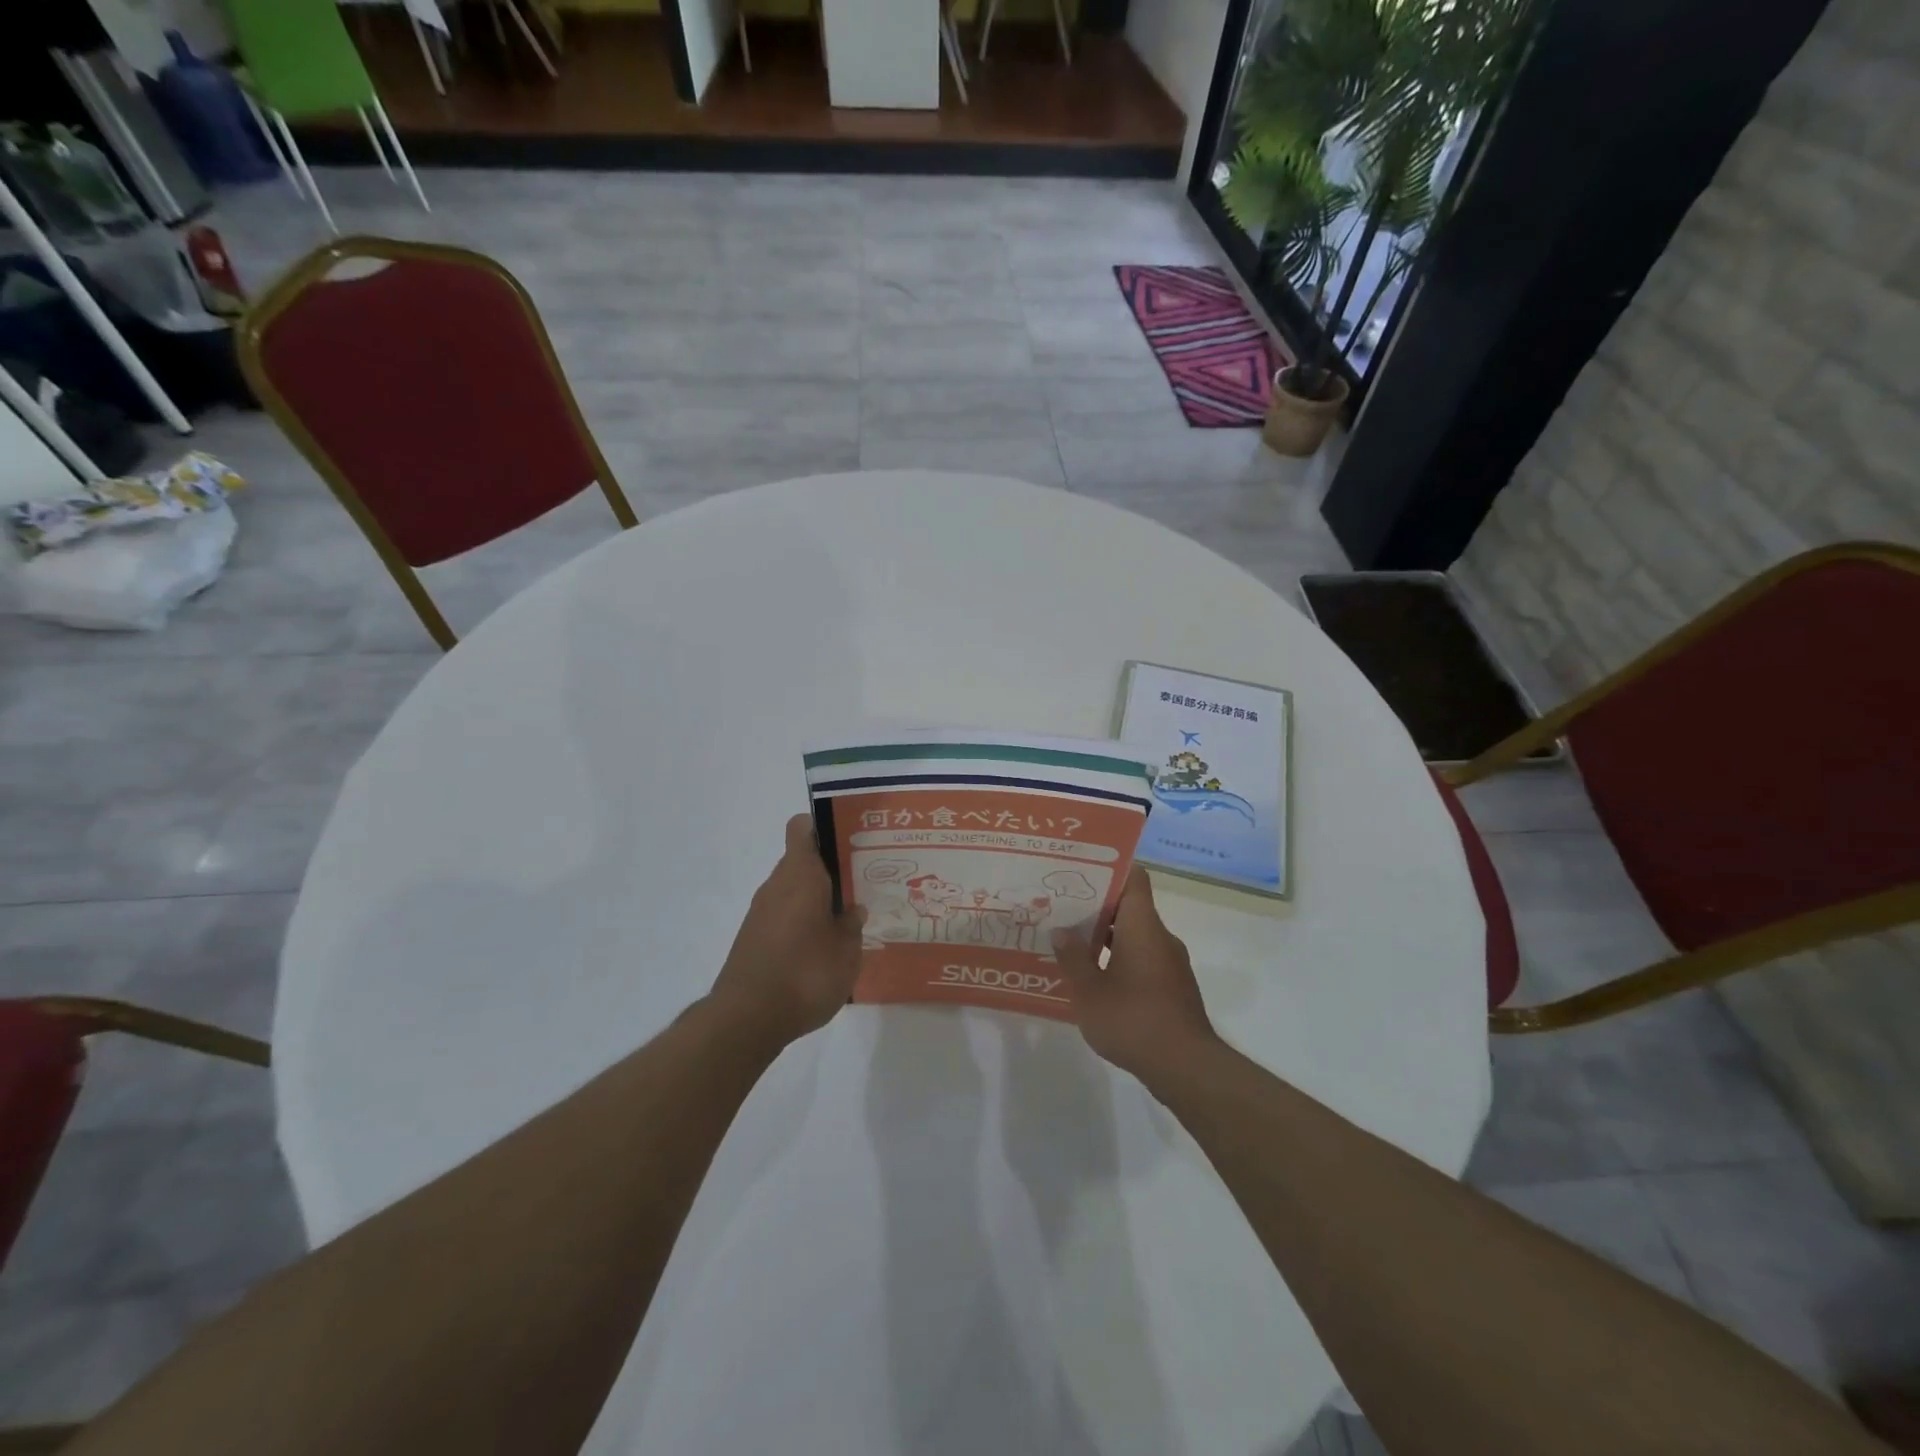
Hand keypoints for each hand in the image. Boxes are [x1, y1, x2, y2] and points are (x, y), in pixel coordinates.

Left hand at [708, 814, 865, 1054]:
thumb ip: (852, 926)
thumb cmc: (805, 973)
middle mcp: (777, 885)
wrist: (748, 1018)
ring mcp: (760, 912)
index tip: (848, 840)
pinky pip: (783, 915)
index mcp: (800, 875)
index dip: (823, 827)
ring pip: (793, 890)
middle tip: (861, 884)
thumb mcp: (846, 951)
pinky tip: (822, 946)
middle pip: (802, 861)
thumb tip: (853, 910)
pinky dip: (801, 922)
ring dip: (816, 898)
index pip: (802, 829)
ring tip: (847, 918)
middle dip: (830, 869)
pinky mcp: (753, 938)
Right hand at [1052, 867, 1217, 1084]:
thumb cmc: (1134, 1020)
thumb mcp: (1089, 991)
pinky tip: (1097, 981)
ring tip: (1072, 946)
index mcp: (1143, 926)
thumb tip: (1061, 930)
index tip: (1081, 871)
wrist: (1186, 1068)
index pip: (1134, 878)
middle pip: (1131, 908)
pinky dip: (1121, 962)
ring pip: (1136, 937)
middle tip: (1063, 909)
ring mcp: (1171, 965)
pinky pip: (1144, 961)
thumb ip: (1073, 958)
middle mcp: (1161, 938)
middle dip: (1097, 908)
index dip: (1110, 869)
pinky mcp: (1174, 989)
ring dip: (1107, 939)